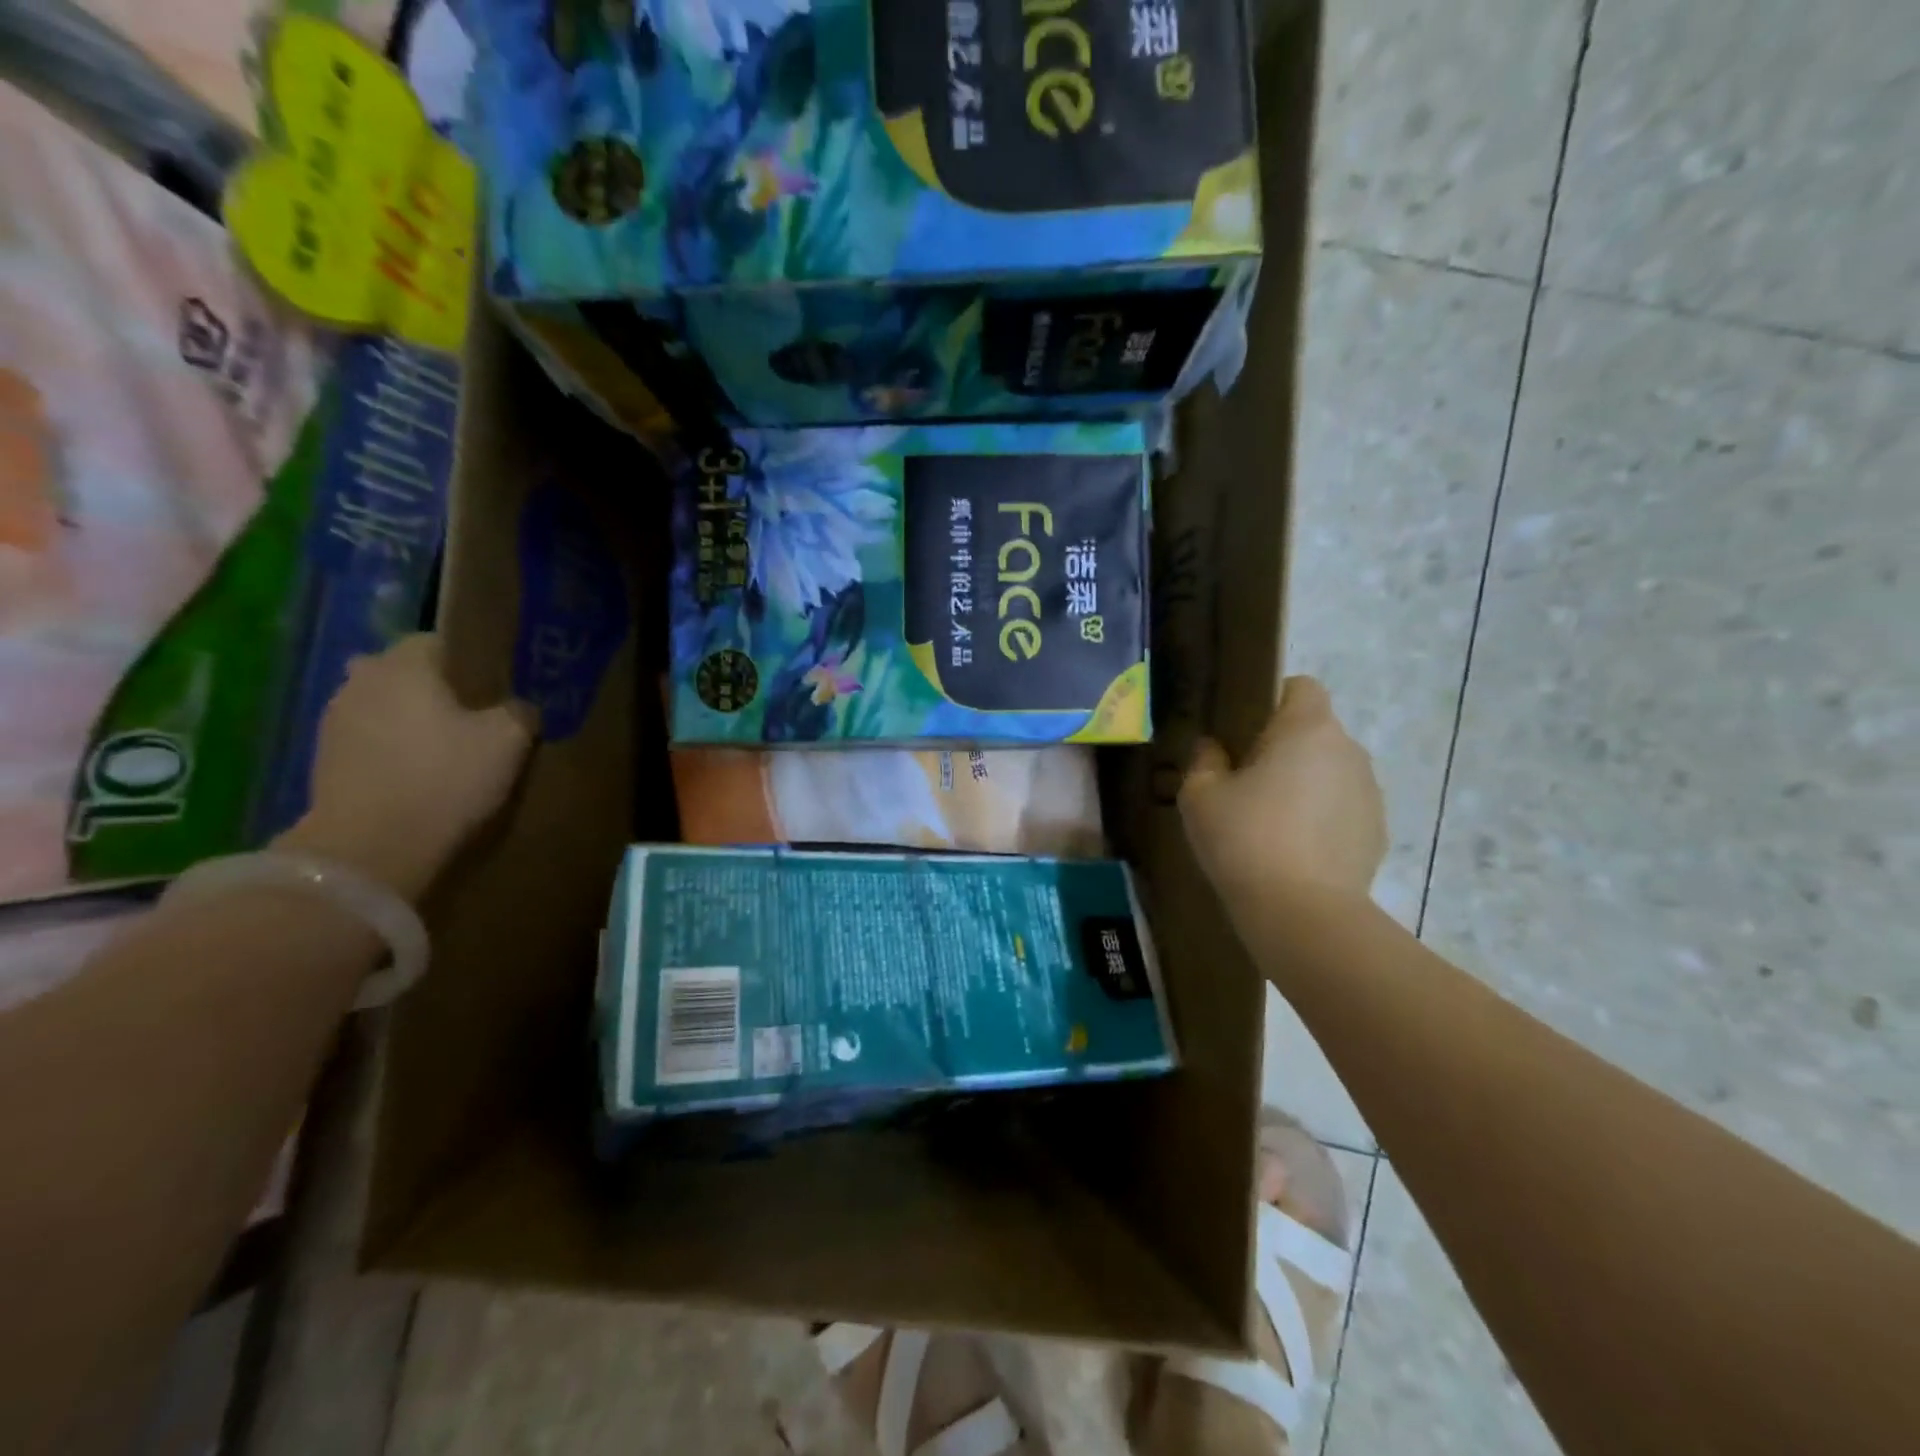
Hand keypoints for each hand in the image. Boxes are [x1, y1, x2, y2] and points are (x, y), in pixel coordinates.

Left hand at [276, 634, 536, 899]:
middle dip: (433, 689)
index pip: (438, 641)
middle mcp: (361, 681)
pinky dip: (390, 750)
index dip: (470, 660)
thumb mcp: (509, 740)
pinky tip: (418, 774)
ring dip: (408, 720)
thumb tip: (519, 707)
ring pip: (383, 707)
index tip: (494, 686)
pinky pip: (369, 740)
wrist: (372, 847)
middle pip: (404, 673)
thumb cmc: (445, 778)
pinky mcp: (324, 761)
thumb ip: (519, 711)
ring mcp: (334, 721)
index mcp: (403, 665)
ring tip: (445, 749)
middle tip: (473, 717)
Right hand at [1179, 676, 1385, 904]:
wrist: (1302, 914)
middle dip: (1283, 747)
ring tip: (1270, 823)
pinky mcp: (1377, 832)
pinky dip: (1321, 818)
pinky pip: (1343, 808)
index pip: (1301, 687)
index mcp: (1308, 730)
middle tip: (1245, 783)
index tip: (1244, 732)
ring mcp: (1370, 792)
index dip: (1272, 700)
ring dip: (1304, 783)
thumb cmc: (1245, 840)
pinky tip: (1294, 851)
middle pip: (1315, 731)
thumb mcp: (1200, 796)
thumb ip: (1204, 760)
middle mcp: (1348, 751)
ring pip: (1330, 771)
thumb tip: (1213, 748)